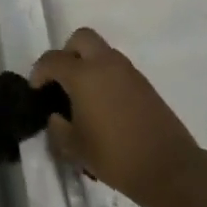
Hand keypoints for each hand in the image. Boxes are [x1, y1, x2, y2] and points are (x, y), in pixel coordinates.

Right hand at [32, 27, 206, 206]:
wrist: (169, 168)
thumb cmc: (115, 156)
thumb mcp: (74, 148)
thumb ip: (58, 127)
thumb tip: (57, 116)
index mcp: (83, 75)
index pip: (52, 60)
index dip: (39, 72)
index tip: (37, 91)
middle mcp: (106, 64)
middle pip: (81, 38)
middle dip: (66, 53)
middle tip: (62, 80)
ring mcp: (128, 72)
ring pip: (102, 51)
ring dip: (88, 64)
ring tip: (83, 96)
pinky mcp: (145, 84)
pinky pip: (117, 68)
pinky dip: (105, 76)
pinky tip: (104, 106)